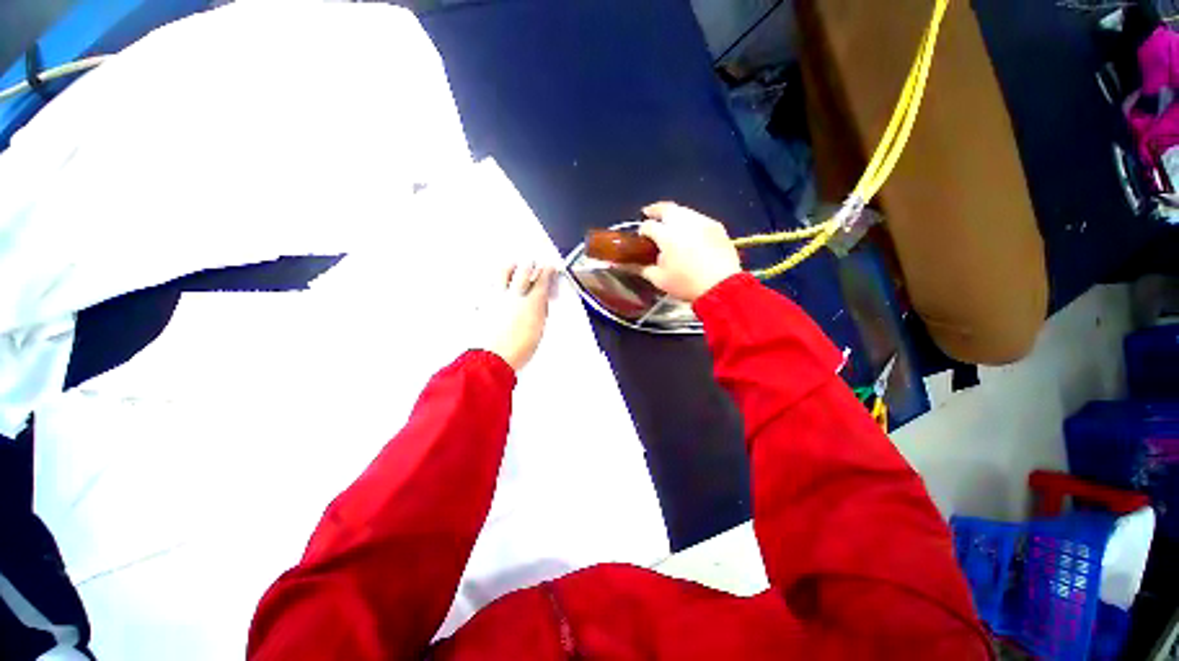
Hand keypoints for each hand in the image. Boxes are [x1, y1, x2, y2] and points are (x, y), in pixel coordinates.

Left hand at [481, 262, 554, 371]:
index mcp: (532, 302)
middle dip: (530, 265)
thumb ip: (539, 310)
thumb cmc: (518, 349)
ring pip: (503, 271)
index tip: (549, 269)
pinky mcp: (483, 302)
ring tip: (513, 268)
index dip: (547, 271)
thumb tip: (540, 300)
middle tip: (532, 265)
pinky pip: (488, 285)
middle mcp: (514, 294)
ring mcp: (496, 296)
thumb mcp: (539, 329)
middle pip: (523, 269)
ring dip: (511, 267)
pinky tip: (496, 286)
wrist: (493, 359)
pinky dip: (494, 282)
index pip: (543, 277)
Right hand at [637, 202, 741, 301]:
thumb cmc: (686, 284)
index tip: (641, 237)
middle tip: (649, 213)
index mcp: (667, 235)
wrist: (721, 286)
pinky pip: (699, 218)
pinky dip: (690, 221)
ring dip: (674, 214)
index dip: (642, 230)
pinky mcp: (716, 226)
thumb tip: (630, 265)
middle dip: (655, 210)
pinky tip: (689, 232)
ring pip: (684, 210)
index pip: (649, 226)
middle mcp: (684, 223)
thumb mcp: (659, 280)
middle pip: (666, 208)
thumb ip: (643, 269)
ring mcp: (702, 222)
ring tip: (669, 223)